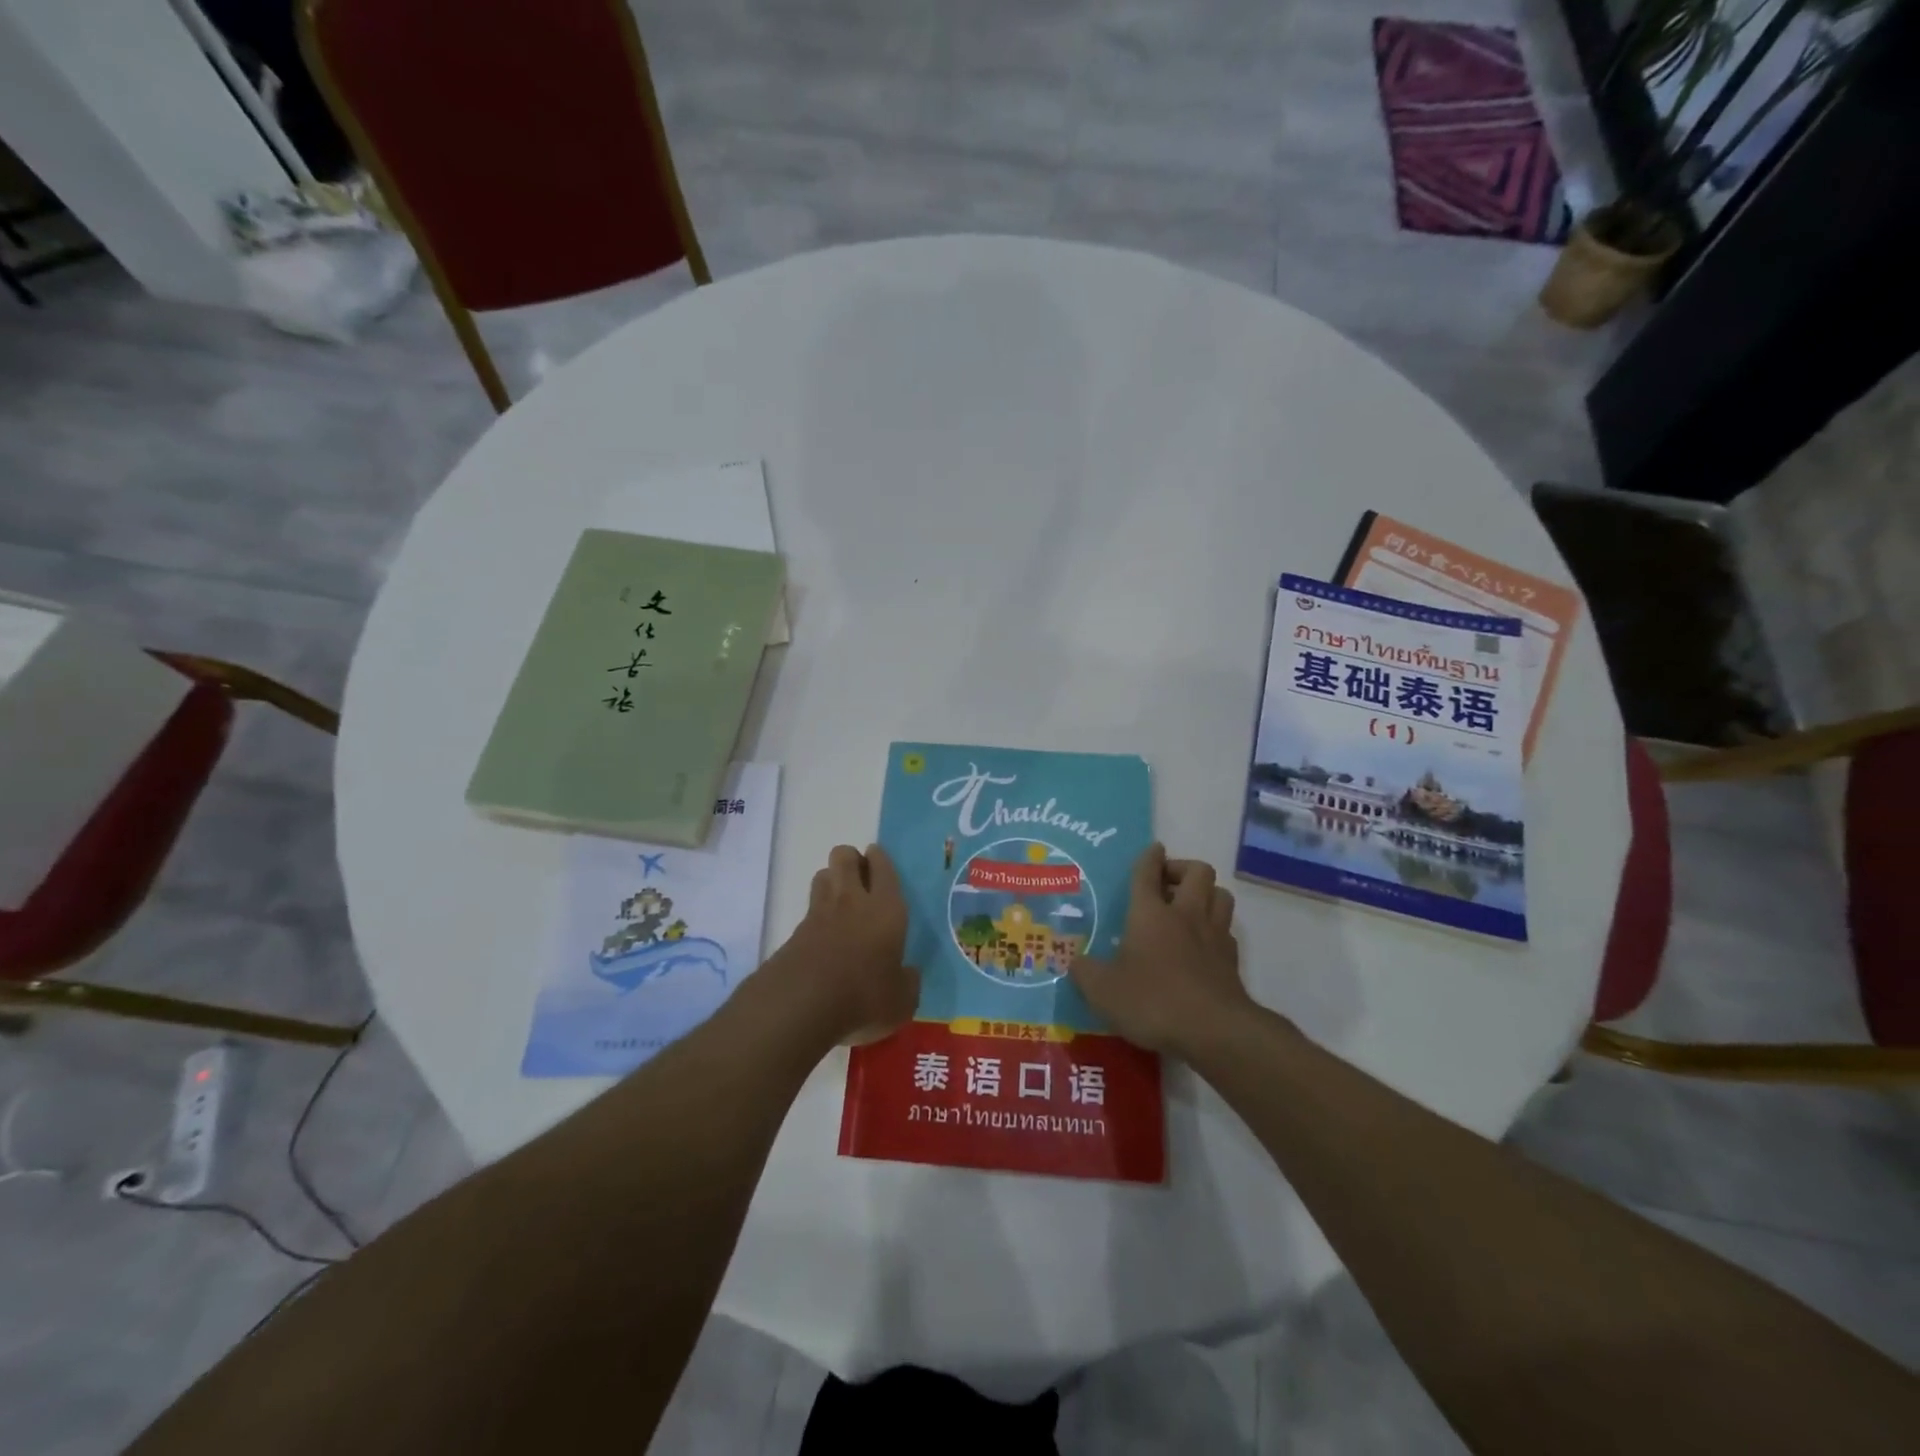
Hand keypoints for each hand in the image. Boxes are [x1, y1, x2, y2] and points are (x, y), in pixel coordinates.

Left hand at [776, 844, 918, 1045]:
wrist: (801, 1005)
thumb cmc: (864, 997)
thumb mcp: (901, 1001)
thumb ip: (908, 983)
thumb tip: (908, 974)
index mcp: (886, 909)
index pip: (883, 867)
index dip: (880, 859)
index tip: (879, 860)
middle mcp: (852, 901)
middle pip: (845, 856)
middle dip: (852, 860)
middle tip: (862, 880)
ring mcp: (819, 913)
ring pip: (823, 875)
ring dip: (832, 880)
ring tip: (842, 902)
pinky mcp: (795, 932)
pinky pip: (809, 908)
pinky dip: (817, 913)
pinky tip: (824, 935)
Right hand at [1069, 844, 1250, 1055]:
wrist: (1214, 1031)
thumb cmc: (1153, 1001)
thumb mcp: (1103, 991)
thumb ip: (1084, 972)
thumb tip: (1074, 962)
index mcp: (1150, 913)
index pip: (1148, 872)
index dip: (1149, 857)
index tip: (1152, 849)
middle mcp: (1185, 915)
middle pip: (1198, 871)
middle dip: (1182, 869)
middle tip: (1167, 883)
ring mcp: (1214, 935)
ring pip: (1221, 894)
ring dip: (1206, 893)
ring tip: (1189, 907)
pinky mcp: (1232, 960)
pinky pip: (1227, 930)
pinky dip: (1216, 928)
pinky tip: (1203, 944)